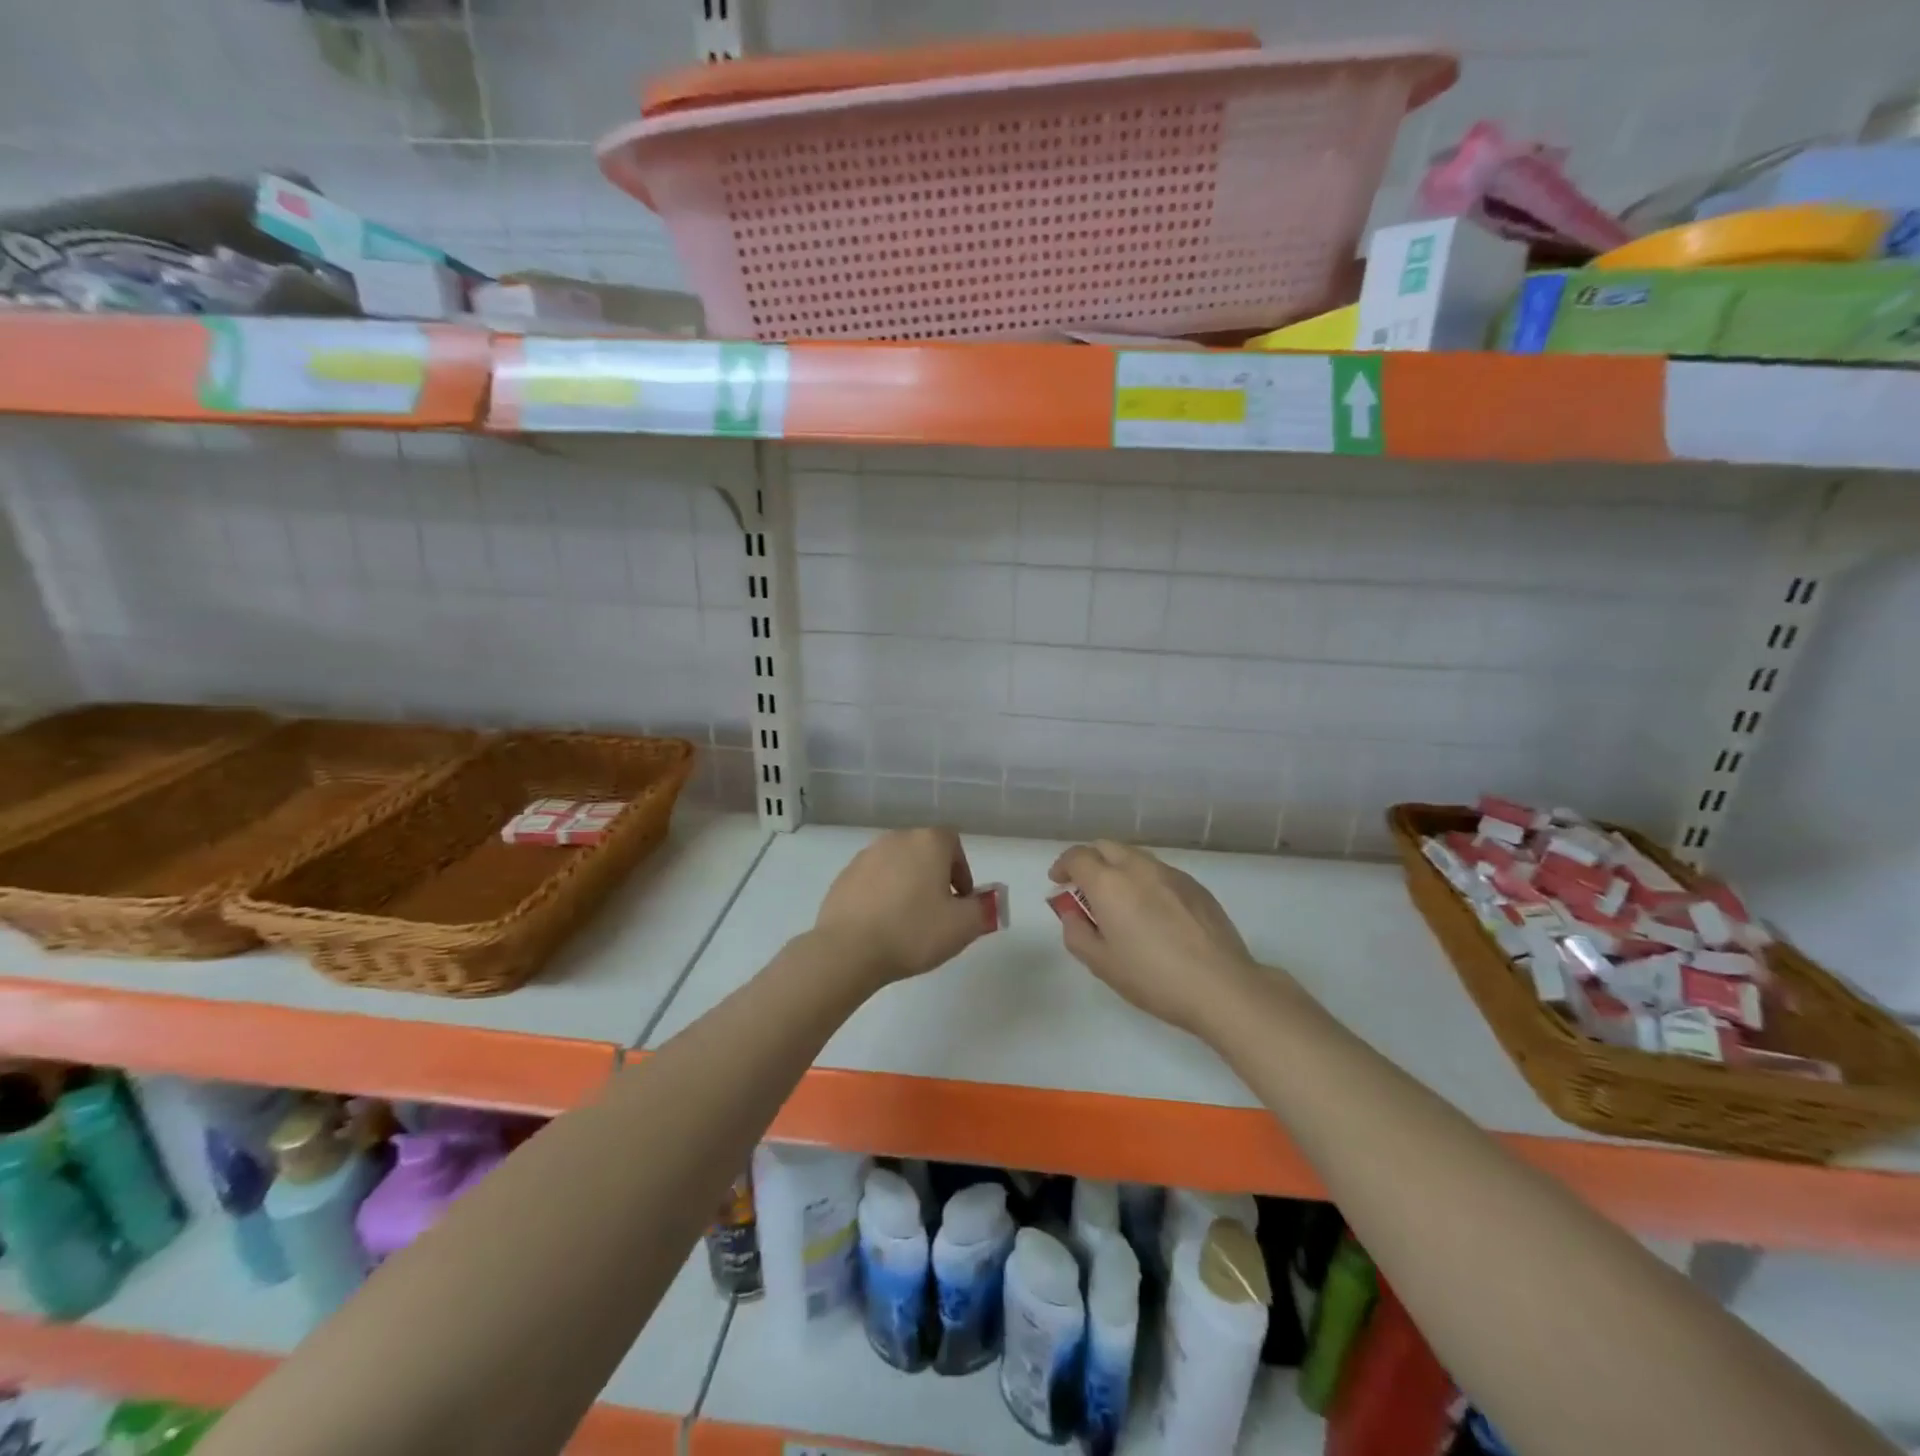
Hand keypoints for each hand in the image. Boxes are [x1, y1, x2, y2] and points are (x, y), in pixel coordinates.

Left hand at [814, 827, 989, 987]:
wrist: (848, 950)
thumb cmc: (913, 932)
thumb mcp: (963, 926)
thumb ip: (985, 909)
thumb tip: (991, 900)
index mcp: (928, 842)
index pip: (953, 843)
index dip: (962, 871)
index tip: (961, 902)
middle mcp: (896, 839)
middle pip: (924, 852)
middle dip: (935, 878)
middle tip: (938, 914)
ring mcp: (866, 856)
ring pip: (897, 866)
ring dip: (907, 886)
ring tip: (908, 922)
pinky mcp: (843, 877)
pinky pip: (872, 881)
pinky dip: (882, 896)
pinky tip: (881, 926)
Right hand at [1049, 840, 1259, 1036]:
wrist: (1221, 986)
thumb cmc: (1153, 978)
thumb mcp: (1102, 964)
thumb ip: (1077, 933)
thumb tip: (1072, 913)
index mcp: (1109, 883)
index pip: (1077, 857)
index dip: (1063, 865)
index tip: (1058, 881)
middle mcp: (1139, 868)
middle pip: (1106, 847)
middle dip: (1090, 860)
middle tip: (1084, 887)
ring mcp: (1171, 874)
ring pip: (1135, 857)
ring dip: (1118, 868)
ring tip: (1119, 900)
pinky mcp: (1196, 886)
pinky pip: (1160, 872)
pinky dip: (1145, 881)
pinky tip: (1153, 912)